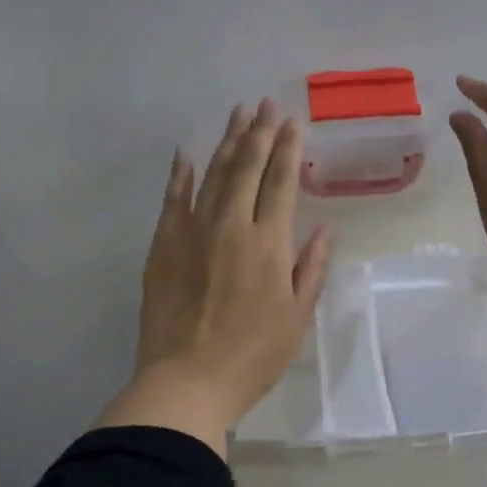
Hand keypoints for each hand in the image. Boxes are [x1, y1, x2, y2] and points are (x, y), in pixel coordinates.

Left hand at [103, 100, 331, 452]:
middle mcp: (231, 225)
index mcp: (268, 243)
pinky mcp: (163, 245)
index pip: (281, 181)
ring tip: (238, 115)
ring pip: (213, 174)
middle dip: (259, 132)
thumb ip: (310, 269)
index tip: (293, 122)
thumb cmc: (251, 356)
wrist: (185, 382)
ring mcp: (192, 231)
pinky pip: (173, 199)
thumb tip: (323, 229)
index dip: (288, 148)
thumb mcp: (296, 317)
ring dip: (227, 142)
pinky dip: (180, 174)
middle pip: (247, 167)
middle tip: (265, 104)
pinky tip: (187, 153)